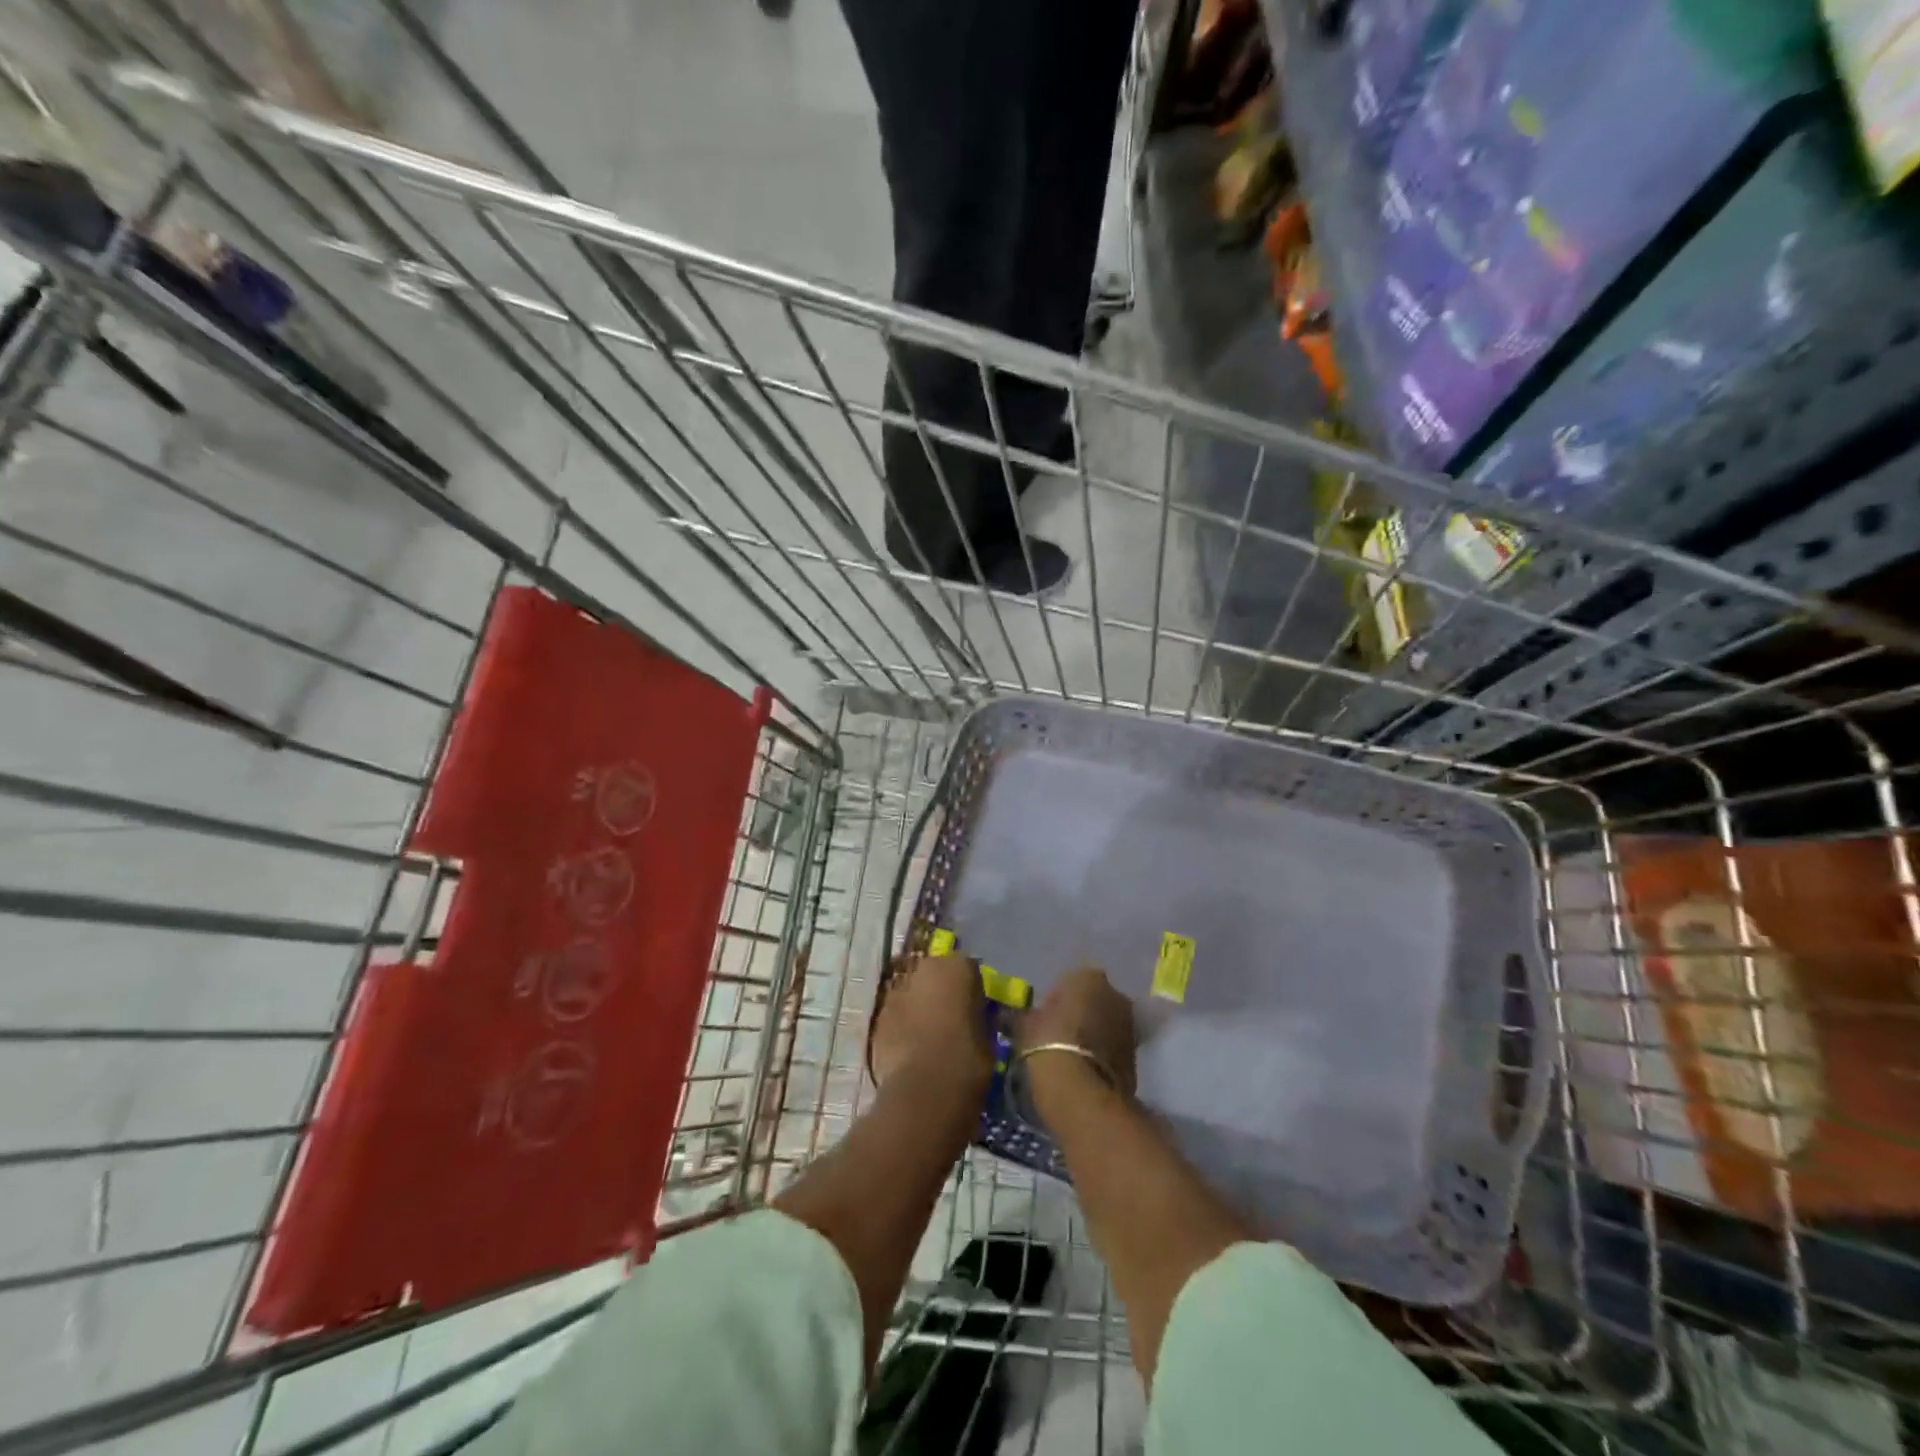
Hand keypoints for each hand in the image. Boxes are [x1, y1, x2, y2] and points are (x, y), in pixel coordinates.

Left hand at [870, 954, 992, 1095]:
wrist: (923, 1092)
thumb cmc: (967, 1061)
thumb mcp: (987, 1037)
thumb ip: (976, 1016)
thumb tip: (972, 1017)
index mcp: (956, 967)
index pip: (967, 968)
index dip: (970, 989)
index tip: (974, 1008)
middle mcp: (923, 969)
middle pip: (933, 974)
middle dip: (939, 991)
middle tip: (950, 1018)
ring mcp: (896, 991)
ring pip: (911, 993)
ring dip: (918, 1006)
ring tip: (928, 1036)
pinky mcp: (877, 1017)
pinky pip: (895, 1015)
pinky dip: (901, 1025)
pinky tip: (909, 1049)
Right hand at [1020, 967, 1136, 1097]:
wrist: (1082, 1093)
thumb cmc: (1049, 1045)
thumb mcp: (1025, 1025)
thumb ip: (1026, 1015)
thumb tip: (1019, 1016)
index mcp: (1087, 977)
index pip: (1068, 983)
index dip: (1054, 1002)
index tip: (1043, 1022)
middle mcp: (1115, 993)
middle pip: (1093, 1001)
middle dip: (1080, 1015)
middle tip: (1058, 1038)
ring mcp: (1130, 1024)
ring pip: (1106, 1024)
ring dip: (1093, 1035)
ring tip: (1071, 1057)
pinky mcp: (1137, 1055)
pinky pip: (1113, 1048)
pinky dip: (1102, 1055)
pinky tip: (1085, 1071)